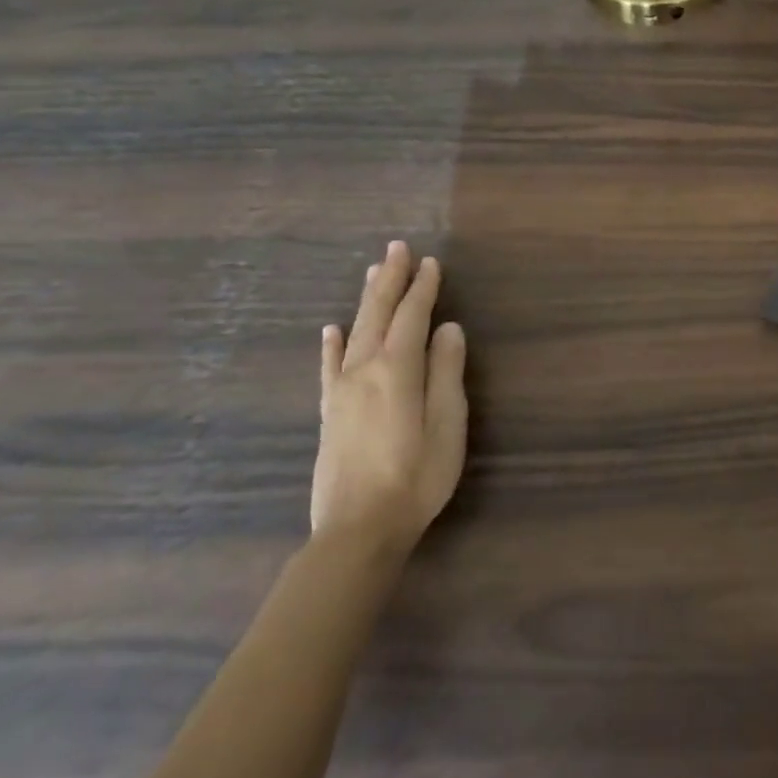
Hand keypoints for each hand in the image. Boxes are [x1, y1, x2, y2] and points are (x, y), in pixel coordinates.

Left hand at [312, 241, 467, 553]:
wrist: (358, 529)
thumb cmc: (417, 477)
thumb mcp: (447, 425)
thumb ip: (447, 373)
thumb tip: (448, 329)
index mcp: (397, 371)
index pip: (412, 317)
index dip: (423, 288)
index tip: (431, 263)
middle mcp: (364, 370)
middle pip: (378, 315)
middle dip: (390, 280)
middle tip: (397, 248)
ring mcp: (341, 391)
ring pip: (354, 332)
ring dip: (365, 300)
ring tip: (372, 272)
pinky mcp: (329, 413)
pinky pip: (329, 367)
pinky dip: (332, 344)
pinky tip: (331, 330)